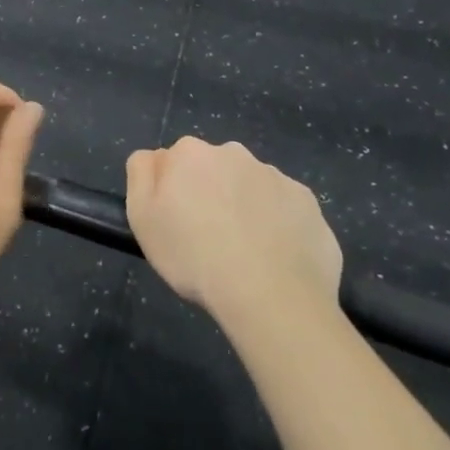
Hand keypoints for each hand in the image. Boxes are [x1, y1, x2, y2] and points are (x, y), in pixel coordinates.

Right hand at [125, 138, 342, 320]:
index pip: (174, 161)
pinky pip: (285, 209)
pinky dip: (278, 226)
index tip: (176, 222)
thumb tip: (155, 157)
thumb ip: (141, 173)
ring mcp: (277, 177)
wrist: (270, 295)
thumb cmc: (194, 256)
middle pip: (214, 170)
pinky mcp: (308, 203)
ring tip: (244, 254)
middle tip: (208, 237)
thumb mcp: (142, 217)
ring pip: (251, 188)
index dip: (172, 191)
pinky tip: (273, 258)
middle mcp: (235, 153)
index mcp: (192, 154)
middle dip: (210, 193)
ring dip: (245, 208)